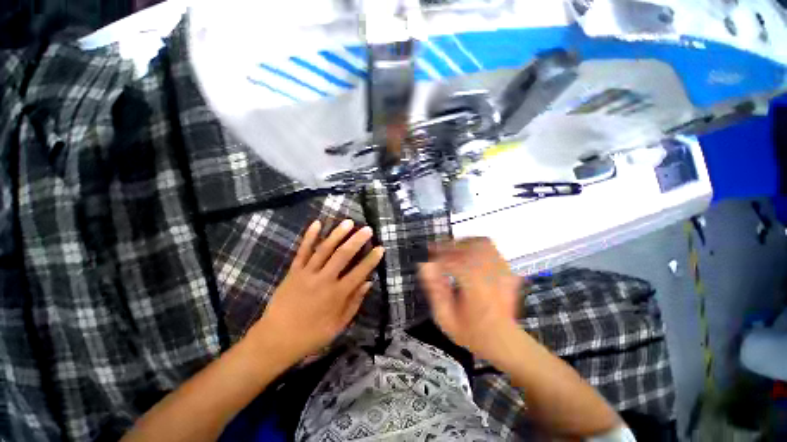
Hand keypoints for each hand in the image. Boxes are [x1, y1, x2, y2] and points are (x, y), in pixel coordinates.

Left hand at [250, 219, 383, 363]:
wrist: (276, 339)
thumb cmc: (311, 335)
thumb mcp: (338, 325)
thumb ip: (354, 302)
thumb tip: (368, 283)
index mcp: (337, 295)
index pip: (359, 272)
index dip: (371, 260)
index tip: (380, 248)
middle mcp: (324, 280)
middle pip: (343, 255)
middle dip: (357, 240)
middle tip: (367, 229)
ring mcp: (307, 274)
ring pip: (324, 249)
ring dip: (337, 234)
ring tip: (349, 222)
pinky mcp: (293, 271)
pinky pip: (302, 251)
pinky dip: (309, 236)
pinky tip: (317, 224)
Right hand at [418, 238, 521, 361]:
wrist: (504, 341)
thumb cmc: (473, 333)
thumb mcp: (445, 319)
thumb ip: (434, 291)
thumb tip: (425, 265)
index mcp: (477, 290)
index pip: (455, 262)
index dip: (437, 257)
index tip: (426, 259)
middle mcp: (492, 276)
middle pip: (469, 247)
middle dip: (449, 247)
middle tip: (436, 252)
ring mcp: (503, 271)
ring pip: (482, 243)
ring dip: (463, 243)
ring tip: (451, 251)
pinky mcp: (507, 270)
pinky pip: (491, 248)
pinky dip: (475, 246)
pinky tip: (466, 254)